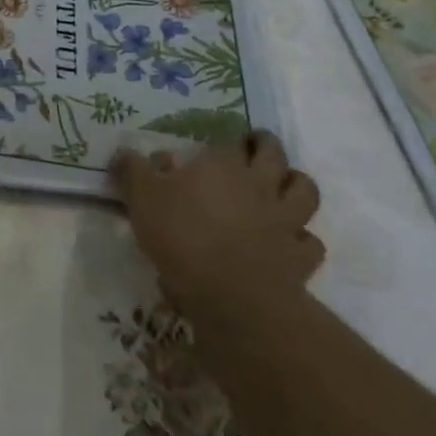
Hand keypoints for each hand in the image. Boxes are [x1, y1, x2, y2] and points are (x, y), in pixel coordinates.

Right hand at [110, 132, 323, 327]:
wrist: (232, 296)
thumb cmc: (182, 235)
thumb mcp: (141, 197)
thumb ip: (132, 170)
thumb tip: (125, 153)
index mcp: (222, 164)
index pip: (229, 139)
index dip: (223, 139)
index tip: (212, 144)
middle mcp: (259, 183)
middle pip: (274, 153)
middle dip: (265, 145)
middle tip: (253, 147)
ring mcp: (285, 219)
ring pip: (304, 190)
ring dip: (295, 184)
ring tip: (281, 187)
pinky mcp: (300, 256)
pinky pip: (310, 241)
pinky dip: (302, 238)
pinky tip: (288, 241)